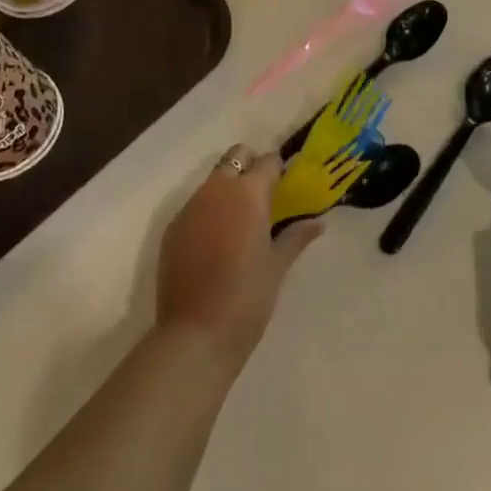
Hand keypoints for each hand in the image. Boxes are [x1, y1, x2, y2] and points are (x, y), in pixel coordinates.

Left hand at [157, 148, 322, 370]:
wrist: (195, 333)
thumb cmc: (247, 297)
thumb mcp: (277, 266)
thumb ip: (296, 237)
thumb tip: (317, 223)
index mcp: (248, 193)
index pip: (266, 161)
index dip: (277, 169)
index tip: (285, 184)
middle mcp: (217, 190)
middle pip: (235, 157)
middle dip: (250, 167)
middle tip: (263, 197)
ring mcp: (190, 207)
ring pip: (212, 181)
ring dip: (227, 189)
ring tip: (240, 223)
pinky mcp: (173, 227)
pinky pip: (194, 206)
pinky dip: (208, 212)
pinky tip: (215, 243)